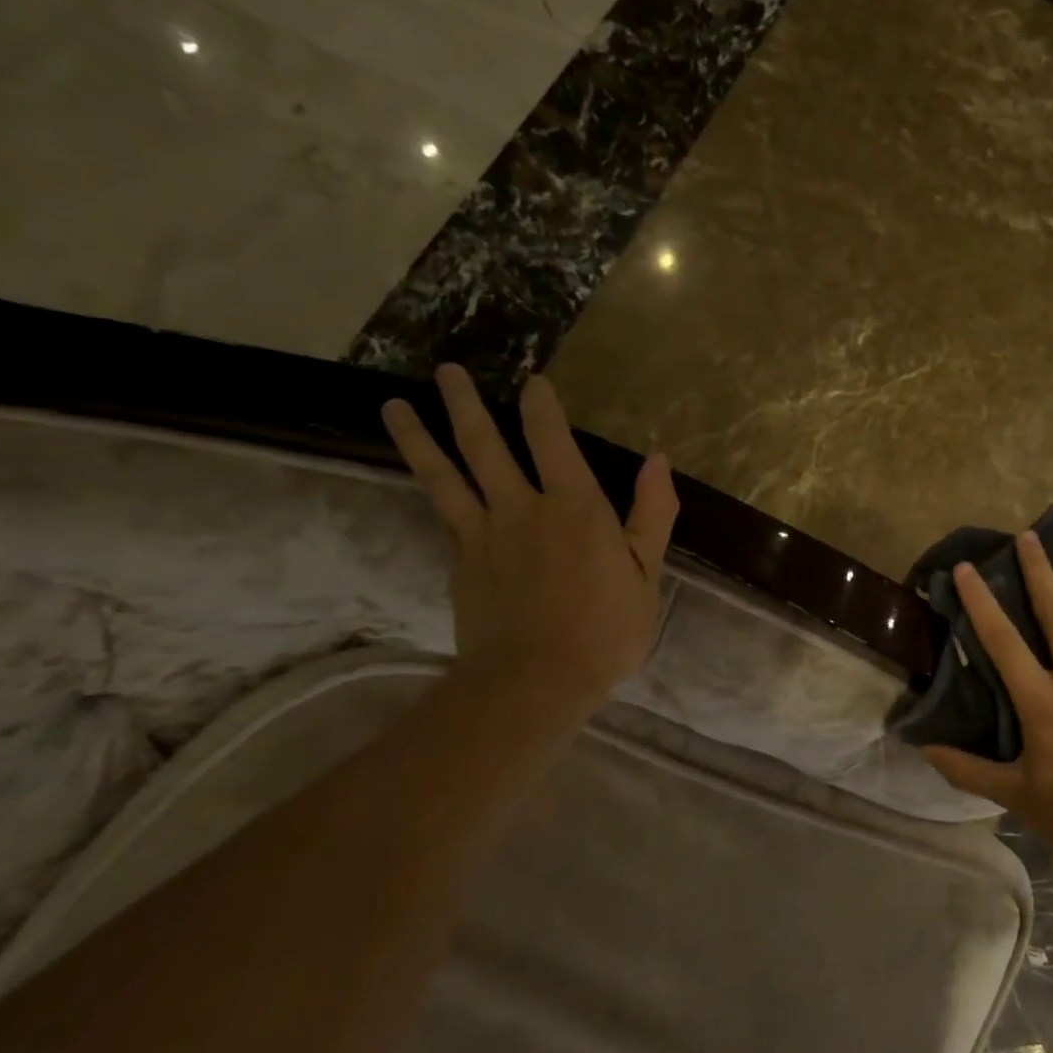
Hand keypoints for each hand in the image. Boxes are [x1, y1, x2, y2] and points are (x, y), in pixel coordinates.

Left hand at [381, 365, 677, 720]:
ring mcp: (483, 537)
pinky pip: (445, 518)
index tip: (533, 380)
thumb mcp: (647, 573)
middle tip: (448, 371)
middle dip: (466, 405)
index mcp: (574, 509)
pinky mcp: (461, 565)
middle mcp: (521, 510)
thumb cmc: (606, 629)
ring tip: (394, 406)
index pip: (552, 441)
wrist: (535, 681)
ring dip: (419, 438)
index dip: (542, 407)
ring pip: (446, 477)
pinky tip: (425, 481)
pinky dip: (433, 493)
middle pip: (485, 447)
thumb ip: (653, 514)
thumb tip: (658, 462)